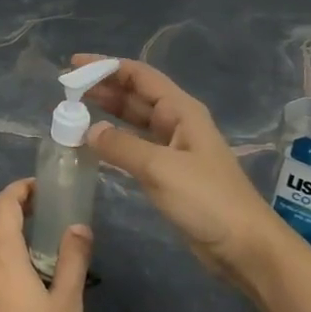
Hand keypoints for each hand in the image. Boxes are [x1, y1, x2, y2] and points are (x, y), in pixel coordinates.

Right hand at [74, 54, 290, 290]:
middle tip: (67, 89)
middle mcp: (177, 123)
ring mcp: (174, 148)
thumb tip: (88, 130)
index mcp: (181, 111)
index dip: (107, 67)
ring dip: (107, 113)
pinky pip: (136, 146)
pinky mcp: (169, 173)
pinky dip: (114, 141)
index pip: (140, 76)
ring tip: (74, 111)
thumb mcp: (160, 168)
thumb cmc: (206, 200)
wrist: (243, 246)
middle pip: (136, 95)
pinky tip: (95, 145)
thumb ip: (121, 146)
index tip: (74, 66)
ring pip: (134, 121)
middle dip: (103, 88)